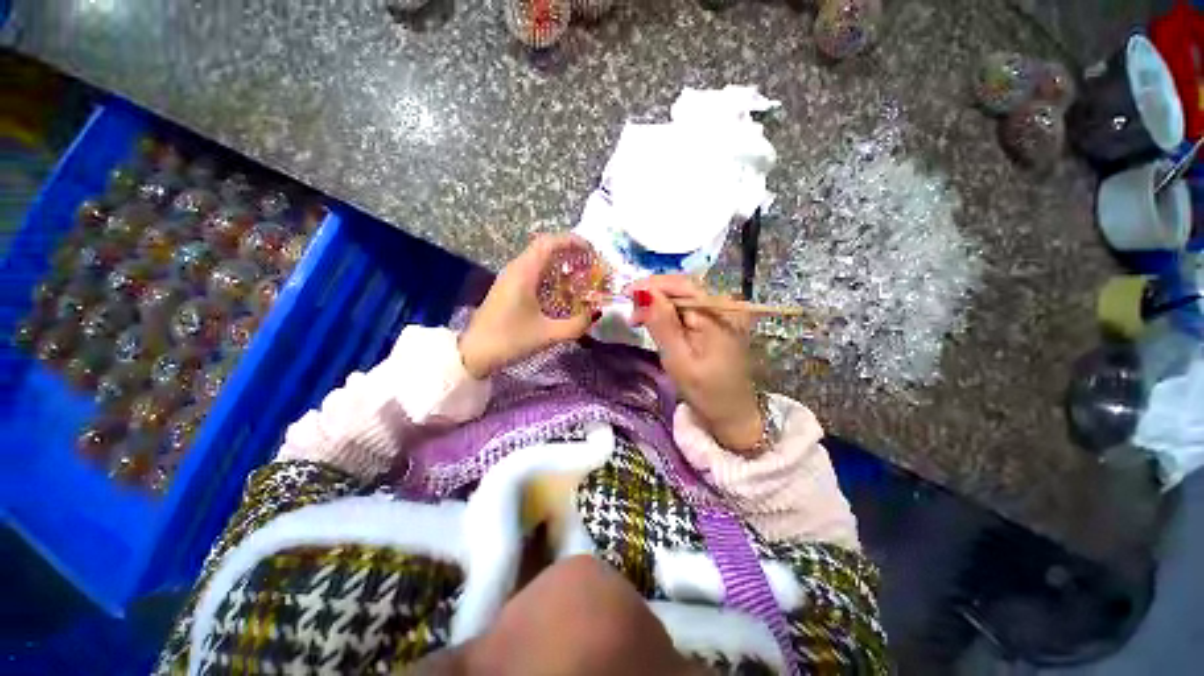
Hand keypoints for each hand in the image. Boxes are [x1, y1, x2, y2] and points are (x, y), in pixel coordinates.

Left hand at [459, 234, 596, 378]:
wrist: (474, 353)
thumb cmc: (510, 340)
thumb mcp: (548, 335)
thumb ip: (576, 325)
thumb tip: (596, 313)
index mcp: (524, 273)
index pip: (549, 243)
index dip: (572, 242)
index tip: (591, 251)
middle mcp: (516, 269)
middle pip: (544, 247)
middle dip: (569, 251)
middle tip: (589, 263)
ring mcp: (510, 277)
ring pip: (538, 258)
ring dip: (559, 261)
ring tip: (579, 274)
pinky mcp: (508, 287)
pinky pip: (532, 270)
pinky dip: (550, 272)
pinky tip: (561, 288)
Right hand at [629, 275, 762, 452]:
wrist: (732, 413)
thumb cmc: (705, 391)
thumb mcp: (678, 358)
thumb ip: (661, 323)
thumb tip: (642, 293)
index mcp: (719, 313)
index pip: (681, 285)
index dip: (650, 285)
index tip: (625, 294)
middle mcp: (726, 304)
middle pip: (684, 287)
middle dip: (654, 294)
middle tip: (631, 309)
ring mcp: (725, 311)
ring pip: (685, 295)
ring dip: (660, 302)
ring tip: (640, 316)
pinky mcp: (720, 319)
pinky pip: (691, 306)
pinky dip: (671, 310)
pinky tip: (658, 320)